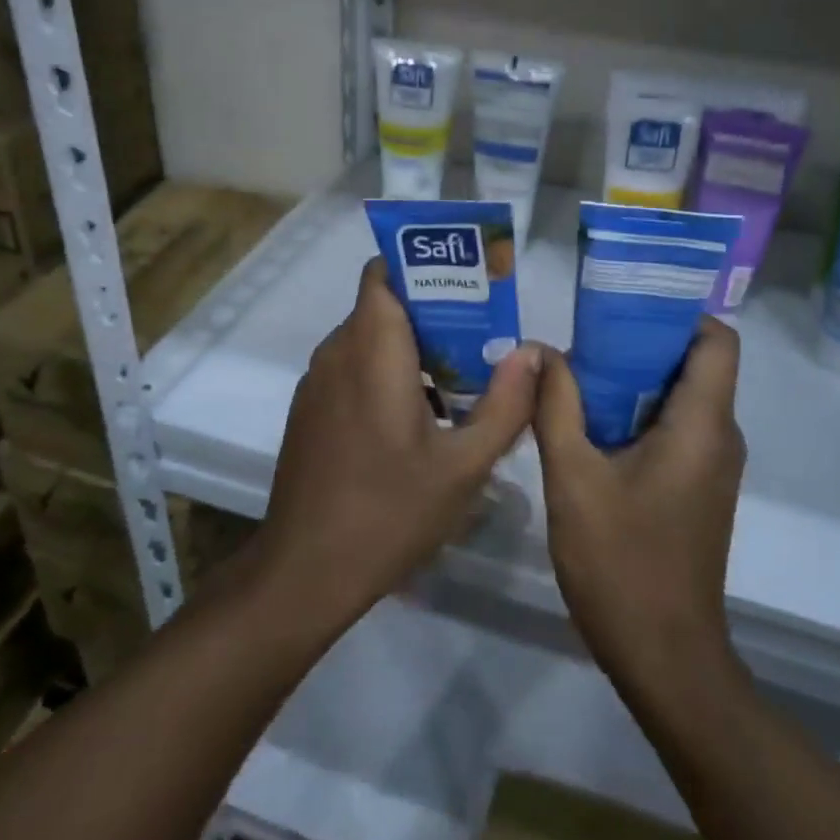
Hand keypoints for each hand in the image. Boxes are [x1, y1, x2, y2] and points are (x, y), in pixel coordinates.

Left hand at [254, 257, 540, 634]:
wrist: (305, 572)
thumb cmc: (389, 511)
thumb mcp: (464, 465)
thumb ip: (505, 403)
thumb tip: (534, 352)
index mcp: (371, 350)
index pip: (383, 272)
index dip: (422, 267)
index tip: (467, 283)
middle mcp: (337, 352)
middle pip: (383, 304)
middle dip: (431, 311)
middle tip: (482, 335)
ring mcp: (318, 382)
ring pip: (367, 338)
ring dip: (410, 346)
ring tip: (462, 376)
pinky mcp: (311, 410)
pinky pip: (352, 368)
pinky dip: (386, 371)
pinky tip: (421, 415)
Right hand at [532, 317, 745, 689]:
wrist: (664, 659)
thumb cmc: (622, 564)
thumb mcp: (574, 477)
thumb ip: (556, 406)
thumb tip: (540, 348)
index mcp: (703, 425)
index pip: (717, 340)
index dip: (678, 312)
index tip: (624, 302)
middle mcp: (720, 438)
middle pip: (694, 363)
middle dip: (640, 340)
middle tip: (582, 332)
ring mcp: (711, 467)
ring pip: (681, 397)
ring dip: (634, 378)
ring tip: (577, 370)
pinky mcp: (696, 489)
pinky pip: (675, 428)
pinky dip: (638, 412)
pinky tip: (589, 421)